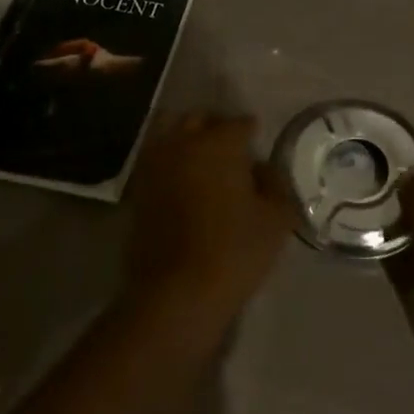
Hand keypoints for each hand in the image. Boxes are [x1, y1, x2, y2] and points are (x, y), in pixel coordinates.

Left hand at [125, 114, 292, 318]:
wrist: (175, 293)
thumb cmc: (234, 251)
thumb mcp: (276, 220)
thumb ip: (276, 186)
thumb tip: (264, 169)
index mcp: (220, 142)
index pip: (239, 123)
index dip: (251, 131)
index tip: (258, 141)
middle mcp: (183, 142)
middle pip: (199, 119)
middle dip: (215, 127)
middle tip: (230, 147)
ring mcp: (155, 164)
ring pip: (170, 133)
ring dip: (186, 138)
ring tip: (202, 159)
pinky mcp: (137, 189)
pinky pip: (155, 160)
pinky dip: (168, 162)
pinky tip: (182, 181)